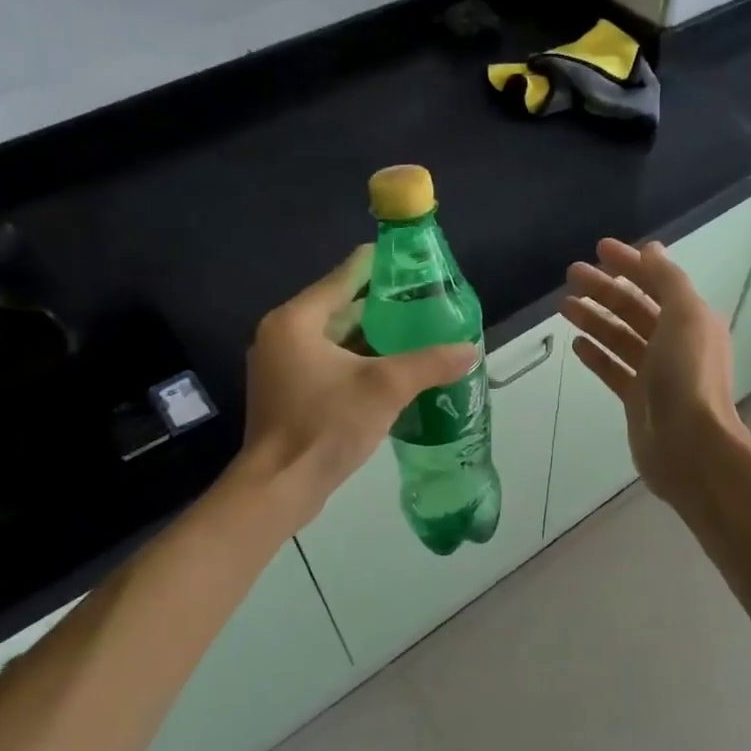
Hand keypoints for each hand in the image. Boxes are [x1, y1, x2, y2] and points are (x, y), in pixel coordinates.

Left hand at [240, 246, 476, 524]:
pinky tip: (393, 370)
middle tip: (426, 304)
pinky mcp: (287, 392)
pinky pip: (329, 363)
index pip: (344, 277)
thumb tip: (471, 348)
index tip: (416, 262)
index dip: (381, 266)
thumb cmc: (326, 426)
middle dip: (384, 308)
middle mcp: (282, 335)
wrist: (280, 487)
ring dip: (373, 338)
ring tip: (418, 335)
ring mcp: (281, 366)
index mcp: (296, 320)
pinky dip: (358, 362)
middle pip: (340, 308)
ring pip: (336, 339)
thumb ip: (430, 363)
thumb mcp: (385, 388)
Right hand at [563, 238, 745, 505]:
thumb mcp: (685, 315)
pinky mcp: (638, 399)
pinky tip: (576, 343)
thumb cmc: (688, 375)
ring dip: (595, 318)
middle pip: (635, 308)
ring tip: (564, 305)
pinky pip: (614, 369)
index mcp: (691, 319)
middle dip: (604, 289)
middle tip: (570, 274)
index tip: (598, 249)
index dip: (629, 264)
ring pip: (620, 337)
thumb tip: (650, 250)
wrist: (689, 445)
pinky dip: (597, 354)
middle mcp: (675, 342)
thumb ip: (667, 280)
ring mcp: (656, 373)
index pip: (657, 282)